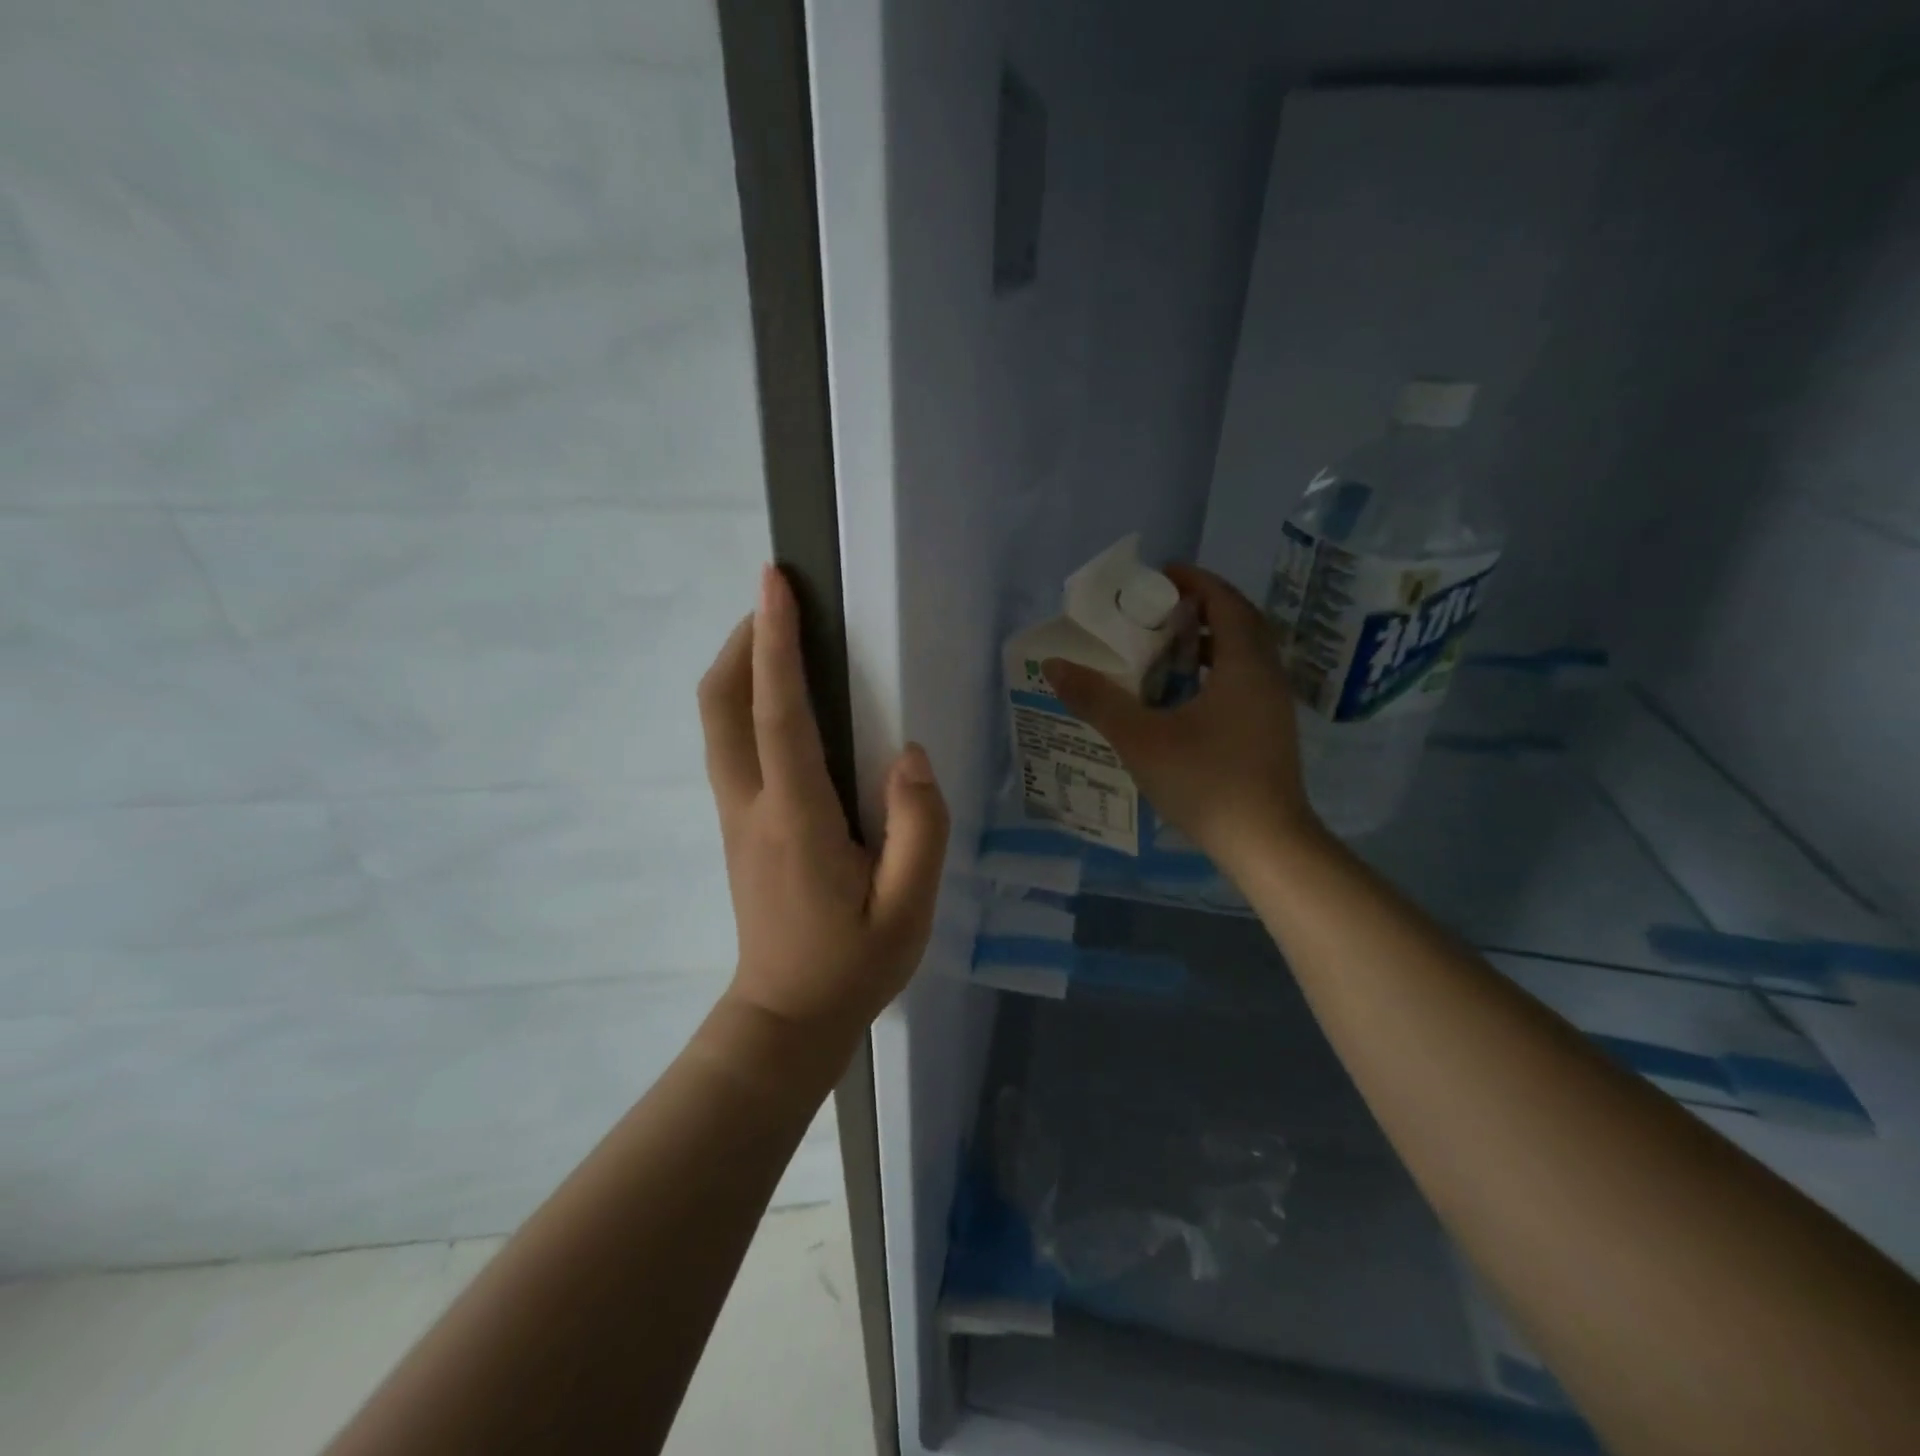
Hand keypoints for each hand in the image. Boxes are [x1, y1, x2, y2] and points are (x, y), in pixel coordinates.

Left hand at [699, 565, 949, 1044]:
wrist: (786, 1019)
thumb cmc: (852, 965)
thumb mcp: (909, 909)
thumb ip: (920, 829)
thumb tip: (910, 756)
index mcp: (796, 818)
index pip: (778, 714)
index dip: (774, 644)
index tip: (775, 584)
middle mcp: (752, 805)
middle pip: (722, 705)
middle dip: (742, 642)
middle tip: (779, 601)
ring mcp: (735, 816)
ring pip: (717, 723)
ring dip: (738, 669)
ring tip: (780, 638)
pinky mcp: (737, 826)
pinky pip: (730, 746)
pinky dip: (744, 703)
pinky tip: (783, 703)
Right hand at [1043, 565, 1319, 871]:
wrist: (1266, 844)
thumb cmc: (1205, 781)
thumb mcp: (1141, 738)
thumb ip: (1097, 700)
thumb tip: (1054, 665)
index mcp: (1243, 665)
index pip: (1225, 602)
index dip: (1195, 581)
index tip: (1160, 574)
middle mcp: (1266, 676)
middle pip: (1238, 623)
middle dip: (1200, 608)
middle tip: (1157, 609)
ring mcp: (1273, 706)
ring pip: (1243, 655)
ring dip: (1207, 643)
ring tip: (1164, 648)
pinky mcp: (1269, 732)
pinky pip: (1243, 681)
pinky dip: (1215, 671)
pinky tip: (1182, 696)